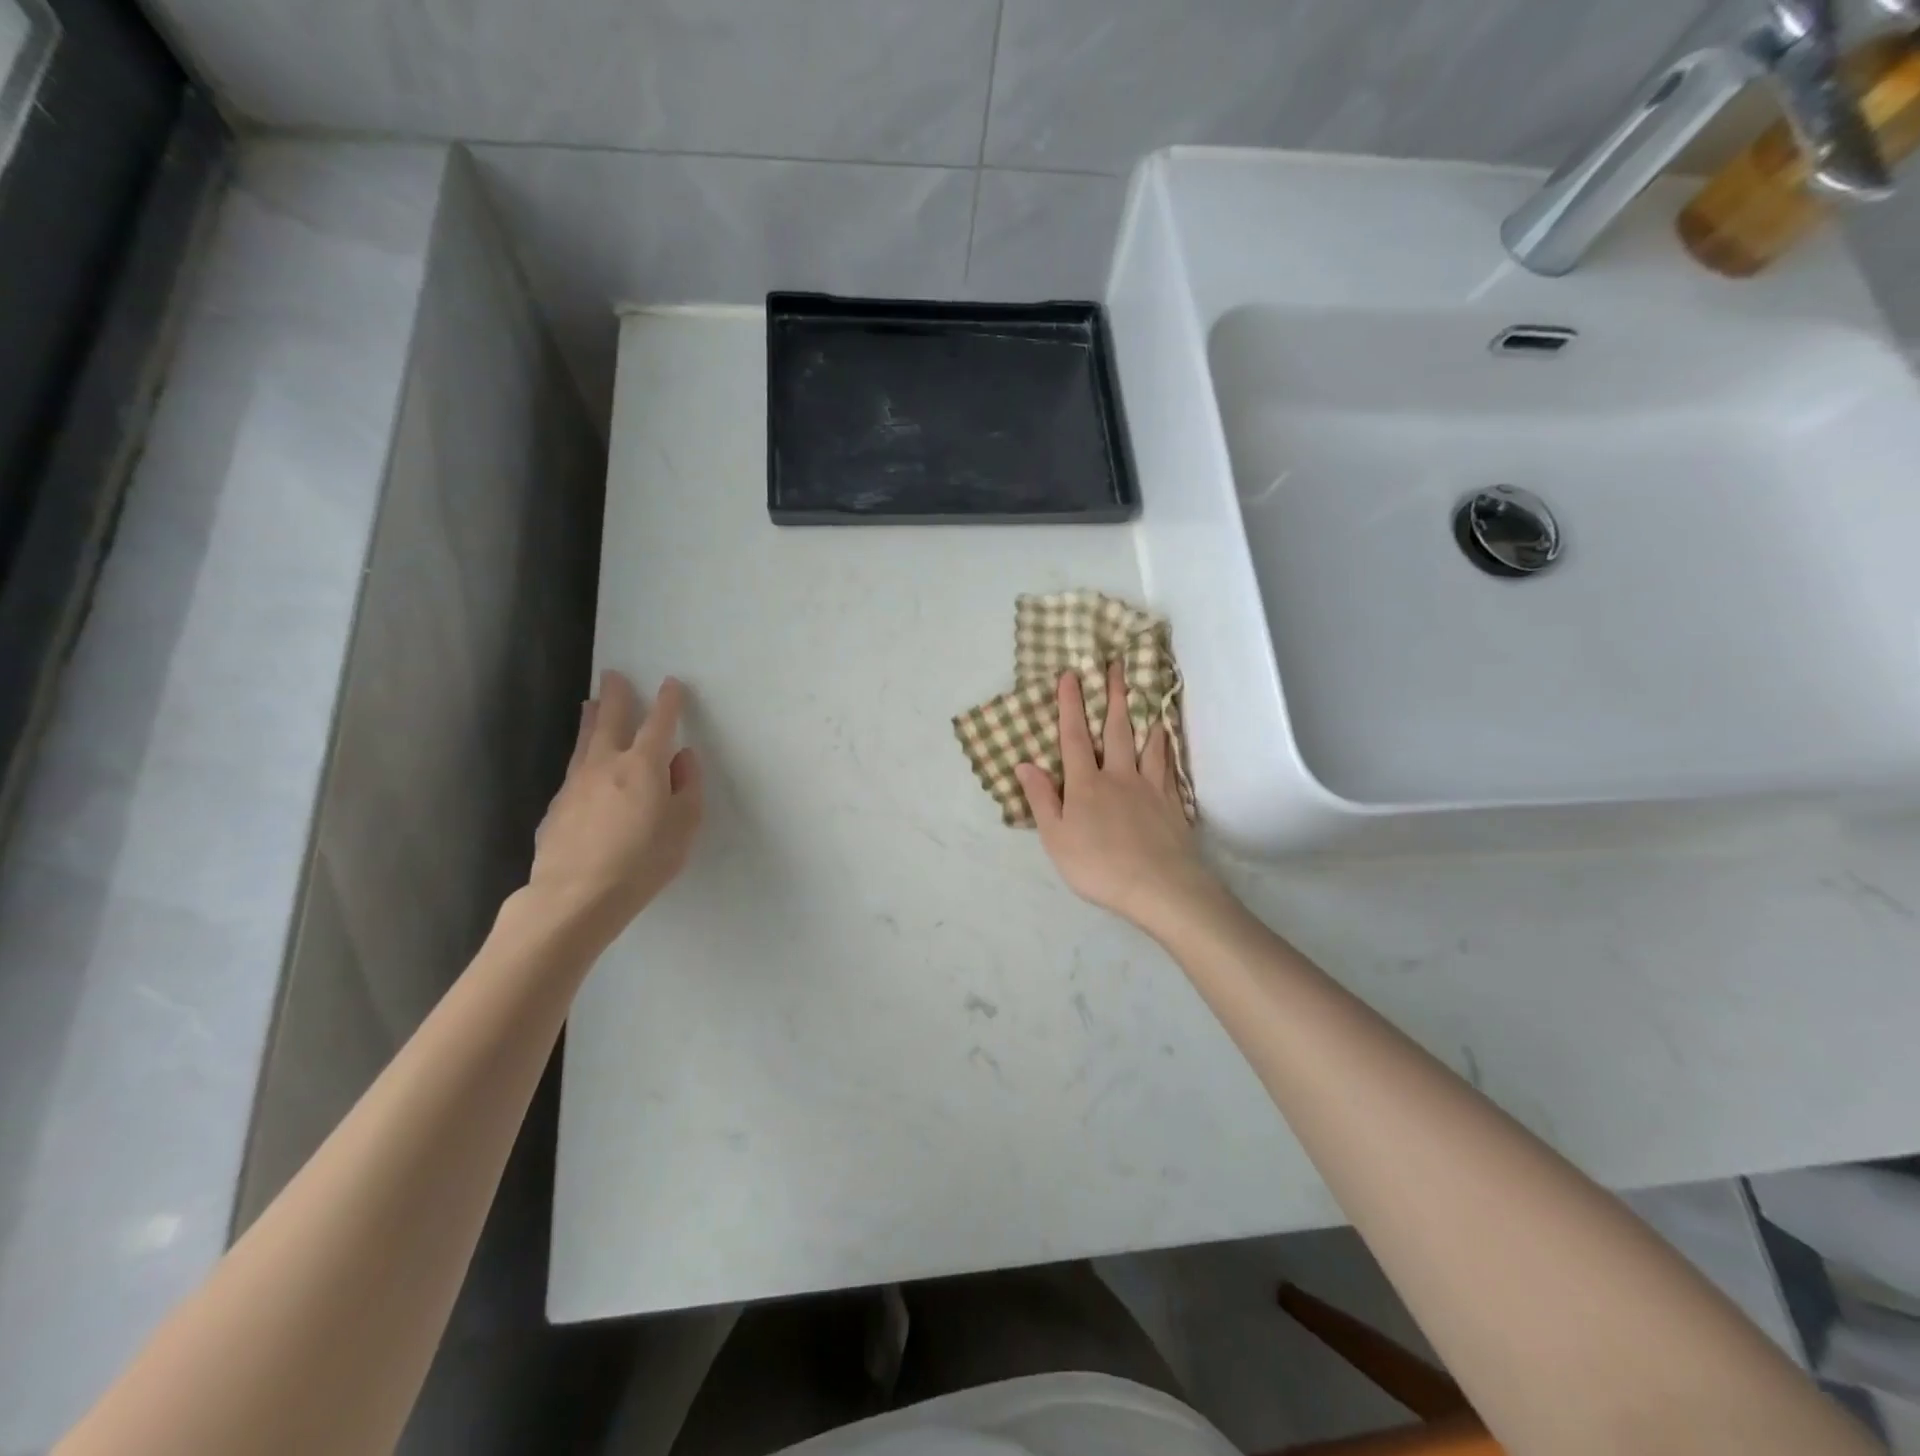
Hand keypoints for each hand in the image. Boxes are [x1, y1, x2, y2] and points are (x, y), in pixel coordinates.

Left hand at [528, 670, 703, 946]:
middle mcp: (606, 764)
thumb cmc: (643, 861)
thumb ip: (688, 788)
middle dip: (617, 695)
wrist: (575, 896)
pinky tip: (583, 767)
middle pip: (611, 720)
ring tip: (591, 704)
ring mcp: (575, 784)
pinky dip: (581, 758)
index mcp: (643, 765)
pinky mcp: (556, 807)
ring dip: (592, 719)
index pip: (659, 723)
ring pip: (585, 741)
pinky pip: (573, 772)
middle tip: (614, 675)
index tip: (671, 684)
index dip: (668, 702)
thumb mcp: (684, 827)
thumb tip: (683, 759)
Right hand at [1015, 664, 1223, 935]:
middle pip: (1116, 730)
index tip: (1071, 675)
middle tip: (1116, 666)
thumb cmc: (1098, 866)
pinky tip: (1167, 736)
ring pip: (1146, 742)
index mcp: (1086, 785)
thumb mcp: (1056, 838)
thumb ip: (1042, 799)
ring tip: (1145, 690)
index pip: (1074, 738)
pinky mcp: (1172, 802)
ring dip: (1142, 714)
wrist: (1160, 886)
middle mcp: (1118, 777)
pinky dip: (1166, 746)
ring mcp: (1149, 787)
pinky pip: (1168, 765)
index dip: (1070, 706)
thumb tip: (1025, 764)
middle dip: (1113, 696)